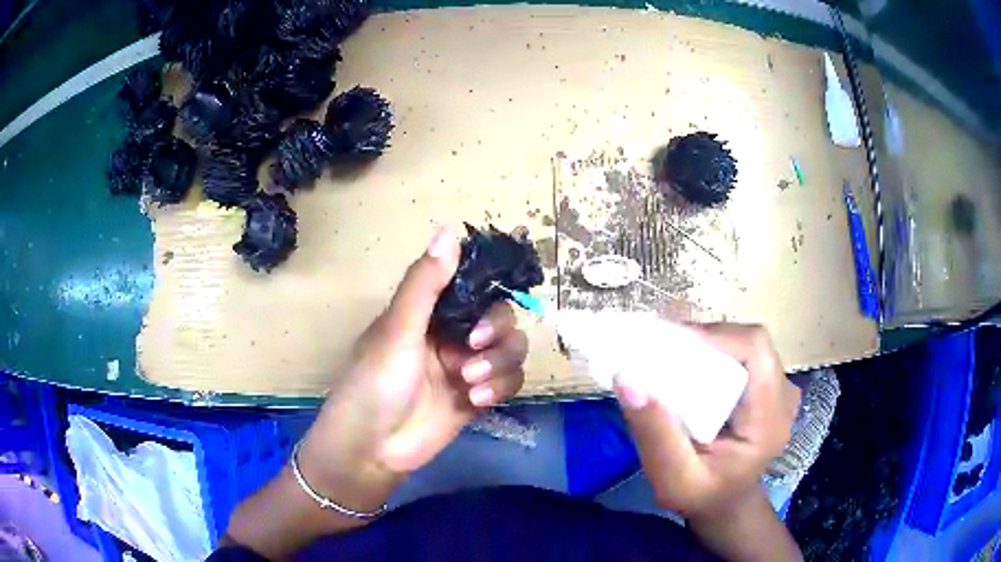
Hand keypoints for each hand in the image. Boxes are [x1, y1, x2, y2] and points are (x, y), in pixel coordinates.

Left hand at [298, 226, 528, 507]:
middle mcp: (452, 334)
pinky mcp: (477, 397)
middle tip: (474, 346)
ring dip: (499, 363)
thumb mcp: (397, 329)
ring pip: (511, 349)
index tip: (490, 297)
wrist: (372, 448)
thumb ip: (425, 283)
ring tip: (470, 383)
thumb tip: (449, 229)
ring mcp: (466, 367)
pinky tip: (477, 400)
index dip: (489, 288)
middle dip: (496, 331)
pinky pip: (510, 382)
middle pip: (501, 317)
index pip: (474, 286)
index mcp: (430, 312)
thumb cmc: (374, 382)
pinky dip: (501, 387)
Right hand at [615, 323, 799, 519]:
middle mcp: (783, 396)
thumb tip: (627, 379)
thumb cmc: (702, 496)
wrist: (726, 502)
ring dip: (709, 345)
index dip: (714, 336)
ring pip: (745, 344)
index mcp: (770, 420)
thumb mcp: (673, 480)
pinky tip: (691, 369)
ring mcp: (779, 388)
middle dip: (706, 340)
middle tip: (663, 353)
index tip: (669, 346)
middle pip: (749, 341)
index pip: (754, 349)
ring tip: (672, 360)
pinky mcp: (768, 386)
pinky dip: (715, 353)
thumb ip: (655, 436)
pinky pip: (743, 354)